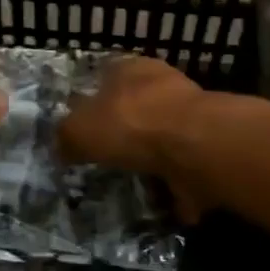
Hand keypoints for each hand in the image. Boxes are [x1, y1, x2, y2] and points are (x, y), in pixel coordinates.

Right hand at [59, 55, 207, 220]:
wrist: (195, 147)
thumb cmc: (130, 124)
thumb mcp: (80, 130)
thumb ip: (67, 136)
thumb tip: (62, 146)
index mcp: (129, 68)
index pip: (105, 75)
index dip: (91, 100)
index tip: (83, 127)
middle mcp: (162, 84)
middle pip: (135, 106)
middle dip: (123, 130)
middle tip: (105, 157)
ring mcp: (190, 115)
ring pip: (162, 136)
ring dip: (150, 158)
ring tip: (132, 183)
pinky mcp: (207, 145)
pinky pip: (183, 167)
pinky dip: (174, 183)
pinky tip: (161, 202)